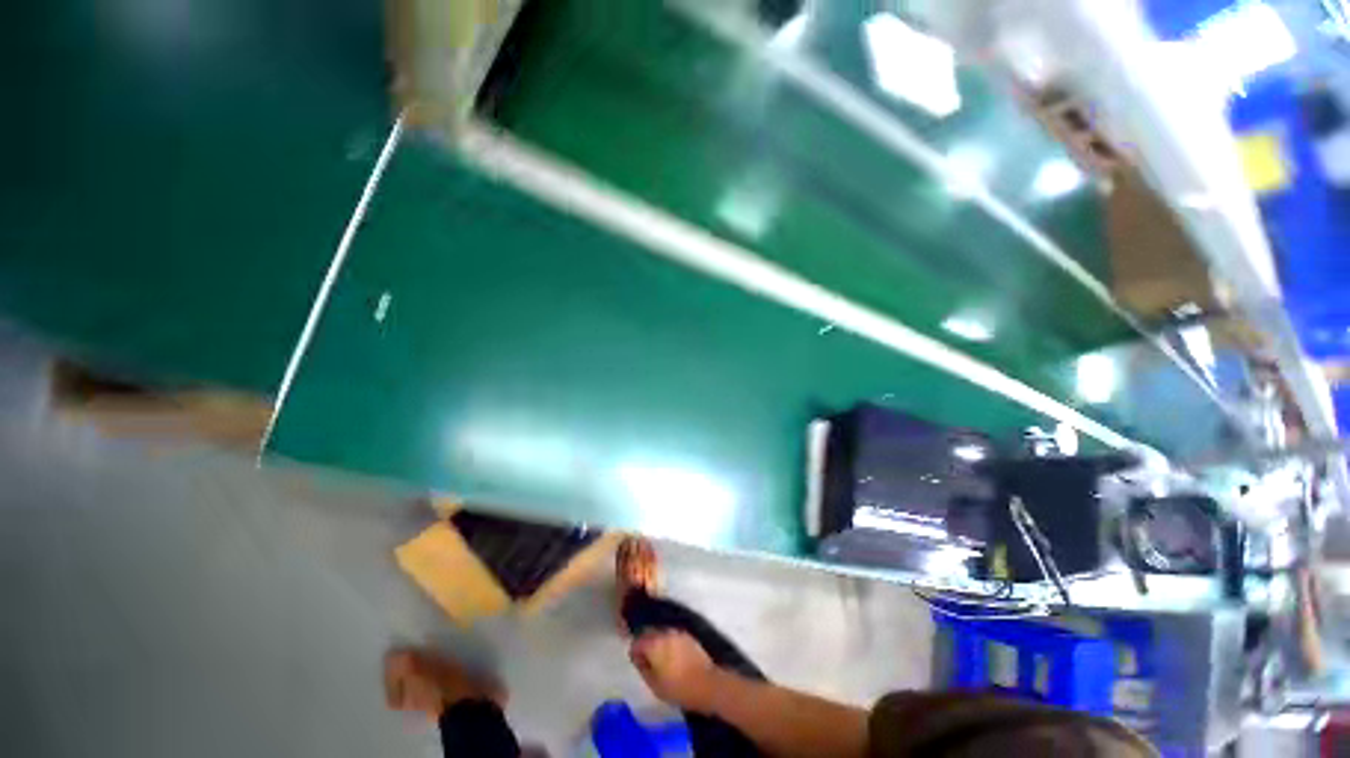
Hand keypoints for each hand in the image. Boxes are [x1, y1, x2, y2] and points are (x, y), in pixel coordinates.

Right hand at [629, 630, 721, 712]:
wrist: (707, 684)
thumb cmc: (678, 688)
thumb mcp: (654, 685)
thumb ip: (643, 668)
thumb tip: (638, 658)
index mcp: (654, 644)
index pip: (637, 642)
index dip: (634, 653)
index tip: (637, 663)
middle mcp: (665, 633)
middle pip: (649, 633)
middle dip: (646, 644)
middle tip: (647, 661)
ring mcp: (678, 632)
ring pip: (661, 633)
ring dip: (658, 643)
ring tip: (660, 659)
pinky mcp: (688, 636)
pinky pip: (673, 636)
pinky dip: (669, 643)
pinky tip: (672, 656)